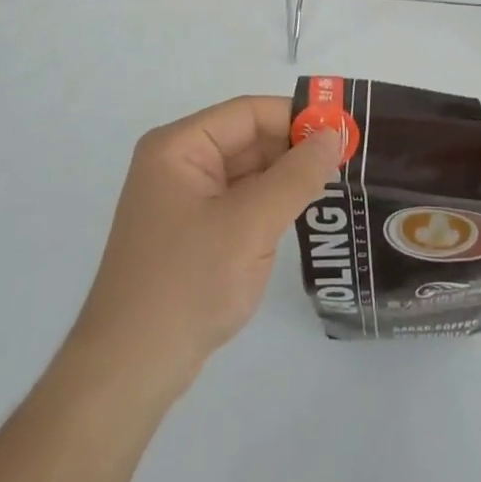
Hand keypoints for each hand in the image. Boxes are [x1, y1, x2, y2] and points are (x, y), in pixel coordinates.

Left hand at [68, 96, 343, 396]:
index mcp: (179, 147)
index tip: (345, 130)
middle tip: (350, 160)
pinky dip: (271, 204)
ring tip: (339, 182)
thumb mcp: (250, 224)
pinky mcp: (192, 232)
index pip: (248, 113)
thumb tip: (333, 135)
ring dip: (287, 177)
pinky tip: (304, 212)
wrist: (130, 368)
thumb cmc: (188, 282)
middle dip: (295, 148)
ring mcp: (183, 200)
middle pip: (247, 139)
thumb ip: (296, 176)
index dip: (297, 116)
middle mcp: (177, 163)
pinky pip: (239, 202)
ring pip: (247, 172)